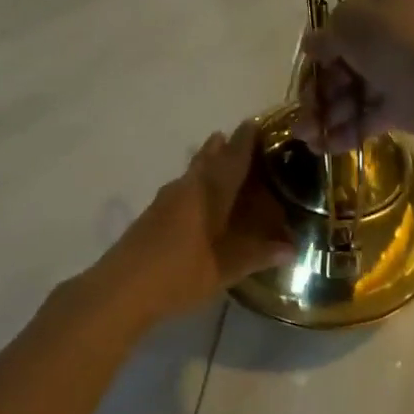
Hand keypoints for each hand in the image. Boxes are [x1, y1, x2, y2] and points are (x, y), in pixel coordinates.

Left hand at [93, 119, 294, 322]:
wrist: (122, 289)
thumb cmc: (179, 273)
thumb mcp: (225, 268)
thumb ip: (257, 256)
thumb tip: (291, 249)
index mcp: (209, 193)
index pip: (232, 158)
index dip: (244, 141)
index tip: (255, 124)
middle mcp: (187, 188)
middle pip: (207, 159)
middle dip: (223, 147)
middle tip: (238, 139)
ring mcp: (165, 201)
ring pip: (191, 173)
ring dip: (206, 163)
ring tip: (220, 161)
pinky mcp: (152, 216)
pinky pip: (181, 189)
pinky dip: (195, 185)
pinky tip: (199, 201)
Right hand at [296, 0, 413, 153]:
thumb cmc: (396, 41)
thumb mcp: (348, 22)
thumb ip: (325, 35)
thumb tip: (313, 45)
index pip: (347, 19)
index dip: (323, 46)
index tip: (308, 68)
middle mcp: (400, 26)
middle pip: (349, 59)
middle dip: (321, 89)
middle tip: (303, 113)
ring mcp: (406, 67)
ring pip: (358, 89)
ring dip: (329, 113)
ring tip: (308, 137)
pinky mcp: (410, 103)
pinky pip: (373, 114)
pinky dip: (349, 129)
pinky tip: (325, 147)